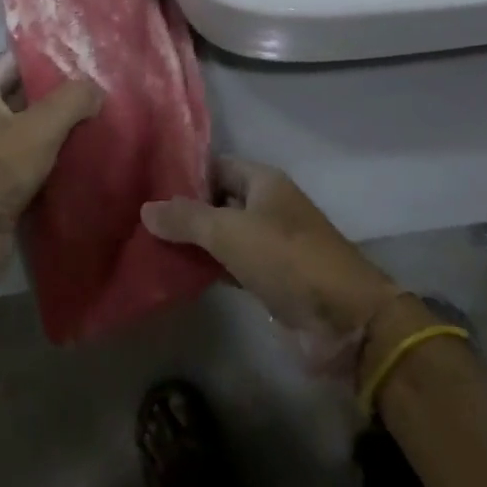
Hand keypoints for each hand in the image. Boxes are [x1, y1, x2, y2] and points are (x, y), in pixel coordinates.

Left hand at [0, 53, 100, 309]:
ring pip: (32, 128)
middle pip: (26, 93)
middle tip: (104, 84)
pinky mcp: (0, 183)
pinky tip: (89, 152)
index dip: (49, 53)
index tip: (87, 52)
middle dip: (62, 90)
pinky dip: (57, 155)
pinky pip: (33, 159)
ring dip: (63, 125)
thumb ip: (71, 100)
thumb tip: (97, 88)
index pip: (16, 59)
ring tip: (104, 114)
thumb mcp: (38, 128)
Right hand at [143, 157, 405, 368]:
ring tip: (150, 245)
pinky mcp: (272, 280)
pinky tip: (178, 275)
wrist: (345, 321)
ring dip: (195, 243)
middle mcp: (267, 206)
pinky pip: (232, 266)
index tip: (148, 183)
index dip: (185, 173)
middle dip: (185, 210)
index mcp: (263, 182)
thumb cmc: (287, 259)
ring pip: (224, 236)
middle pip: (219, 201)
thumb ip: (186, 219)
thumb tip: (146, 208)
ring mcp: (271, 245)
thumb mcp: (230, 232)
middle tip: (141, 218)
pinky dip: (210, 269)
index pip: (216, 166)